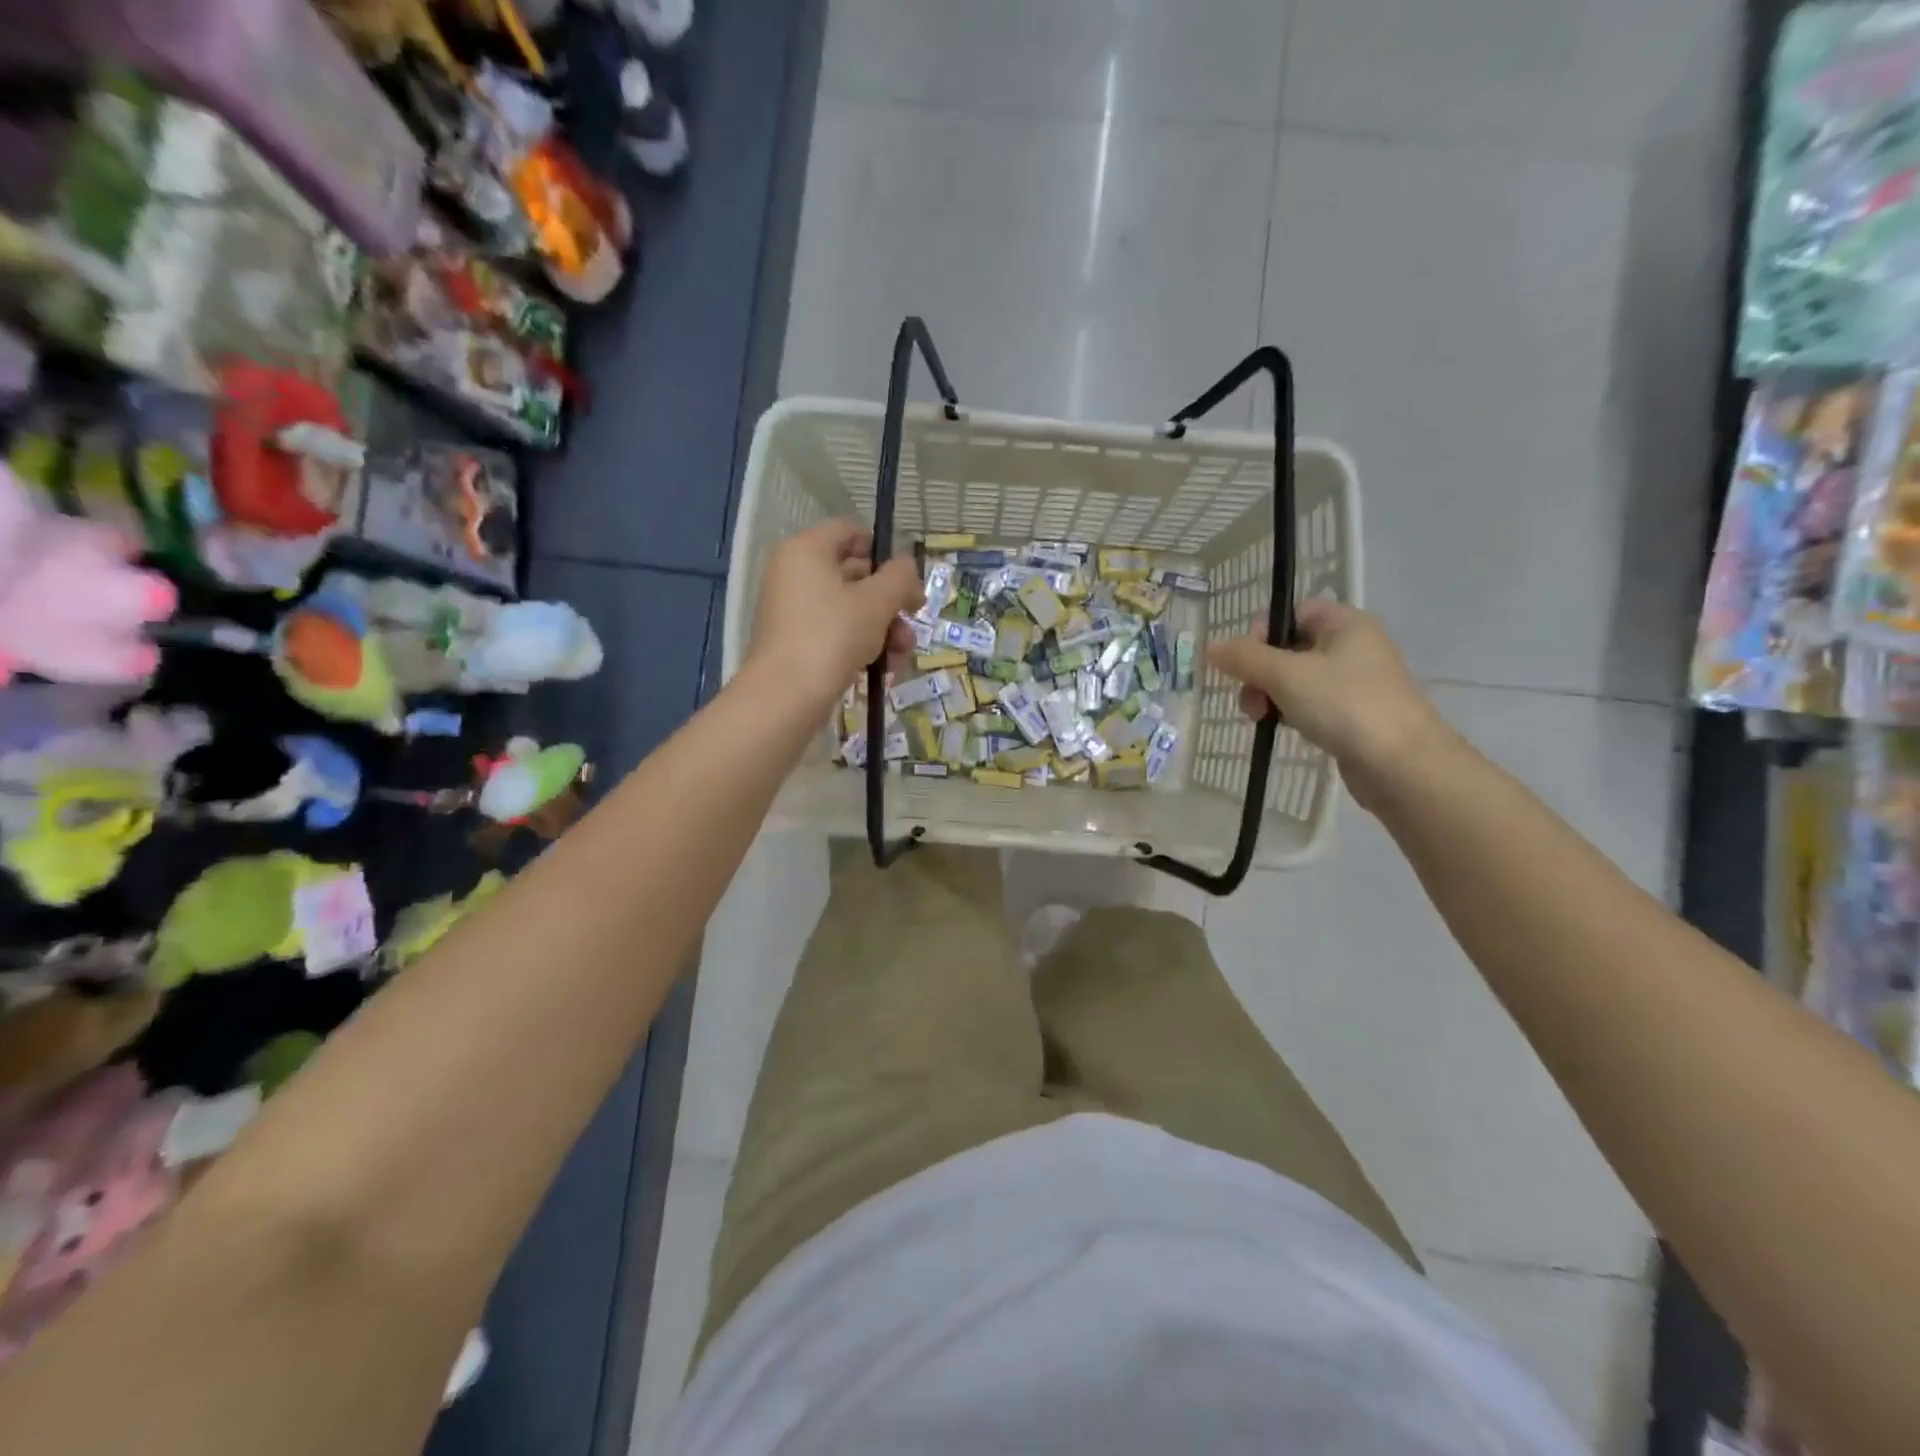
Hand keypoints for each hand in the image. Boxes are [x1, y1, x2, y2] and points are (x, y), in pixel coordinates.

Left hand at [746, 521, 923, 710]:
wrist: (787, 695)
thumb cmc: (832, 635)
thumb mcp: (877, 602)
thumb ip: (899, 576)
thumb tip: (906, 567)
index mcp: (806, 550)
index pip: (849, 531)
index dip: (882, 550)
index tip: (906, 577)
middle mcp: (794, 574)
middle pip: (854, 574)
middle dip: (890, 601)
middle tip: (914, 617)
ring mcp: (792, 610)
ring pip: (849, 608)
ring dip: (883, 628)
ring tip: (902, 653)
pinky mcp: (795, 642)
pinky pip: (836, 632)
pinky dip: (861, 645)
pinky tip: (884, 669)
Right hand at [1205, 600, 1449, 809]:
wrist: (1401, 763)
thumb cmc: (1344, 704)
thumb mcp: (1285, 675)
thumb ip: (1244, 658)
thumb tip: (1211, 646)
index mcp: (1345, 623)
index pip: (1292, 613)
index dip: (1262, 633)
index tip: (1245, 662)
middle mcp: (1354, 646)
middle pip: (1290, 648)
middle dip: (1260, 672)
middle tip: (1250, 700)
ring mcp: (1356, 682)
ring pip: (1297, 679)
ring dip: (1271, 695)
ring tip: (1260, 719)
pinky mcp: (1354, 714)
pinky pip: (1311, 704)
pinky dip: (1291, 712)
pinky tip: (1282, 728)